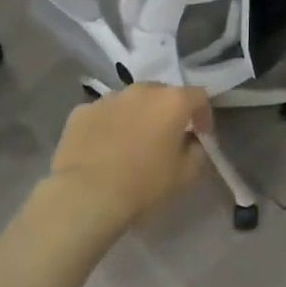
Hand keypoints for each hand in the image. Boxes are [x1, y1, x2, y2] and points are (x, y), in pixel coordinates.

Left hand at [34, 84, 211, 244]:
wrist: (86, 195)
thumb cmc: (143, 185)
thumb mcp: (184, 175)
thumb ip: (196, 152)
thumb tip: (192, 142)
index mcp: (172, 102)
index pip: (198, 96)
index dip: (203, 115)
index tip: (200, 135)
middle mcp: (141, 91)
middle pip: (162, 93)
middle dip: (167, 112)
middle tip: (165, 138)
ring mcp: (108, 98)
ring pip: (130, 102)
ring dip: (136, 116)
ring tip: (131, 143)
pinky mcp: (81, 111)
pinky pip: (103, 114)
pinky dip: (108, 125)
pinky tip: (103, 149)